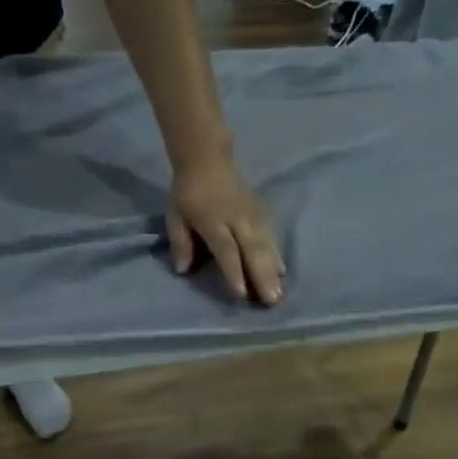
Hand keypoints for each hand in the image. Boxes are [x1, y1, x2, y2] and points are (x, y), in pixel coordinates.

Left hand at [169, 156, 284, 305]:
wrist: (207, 158)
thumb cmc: (187, 192)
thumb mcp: (175, 217)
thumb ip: (181, 243)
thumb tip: (183, 270)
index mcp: (212, 221)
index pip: (225, 249)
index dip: (233, 271)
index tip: (241, 293)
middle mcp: (236, 219)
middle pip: (251, 250)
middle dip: (262, 276)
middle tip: (271, 300)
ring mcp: (251, 215)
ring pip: (264, 244)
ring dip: (272, 269)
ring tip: (279, 291)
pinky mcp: (259, 212)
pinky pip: (269, 236)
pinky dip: (276, 255)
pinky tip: (282, 271)